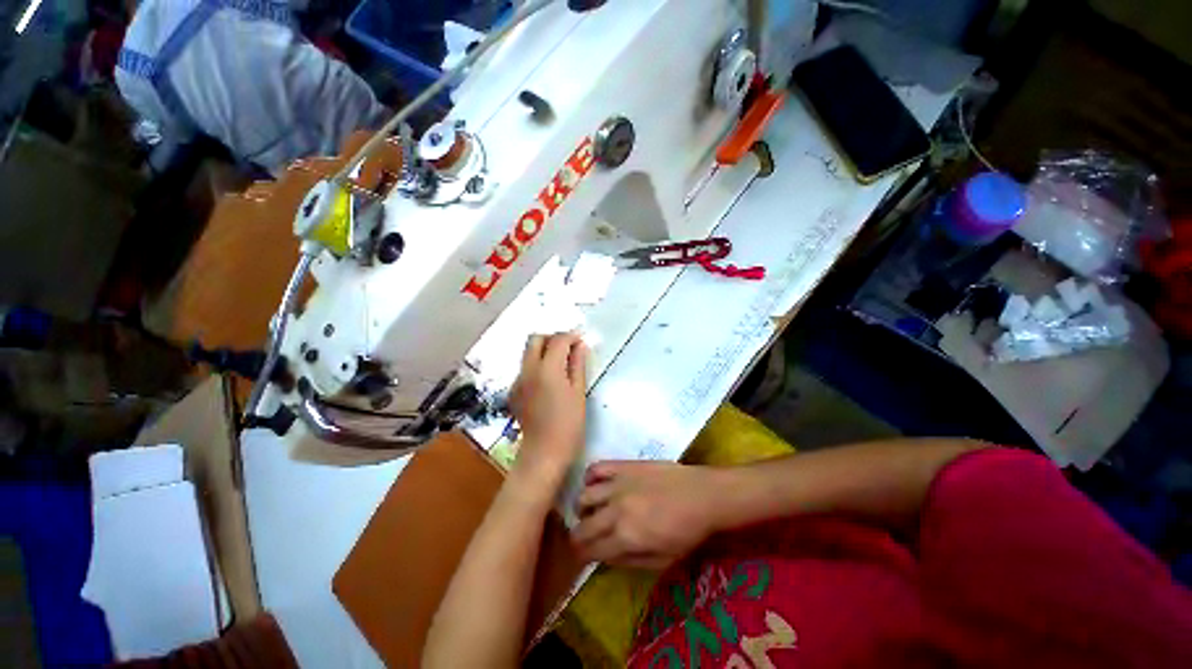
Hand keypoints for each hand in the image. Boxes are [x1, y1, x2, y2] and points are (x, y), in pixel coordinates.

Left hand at [508, 333, 588, 494]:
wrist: (543, 453)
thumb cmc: (568, 424)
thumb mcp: (578, 392)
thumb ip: (578, 365)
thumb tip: (580, 345)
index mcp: (547, 369)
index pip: (558, 340)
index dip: (571, 336)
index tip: (581, 340)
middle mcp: (528, 370)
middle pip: (535, 339)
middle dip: (552, 338)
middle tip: (568, 348)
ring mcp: (517, 380)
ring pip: (528, 353)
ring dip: (544, 350)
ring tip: (561, 363)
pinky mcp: (514, 391)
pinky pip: (525, 368)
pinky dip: (537, 365)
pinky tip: (548, 381)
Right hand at [571, 461, 724, 569]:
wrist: (703, 494)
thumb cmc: (687, 532)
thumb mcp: (662, 561)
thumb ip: (629, 561)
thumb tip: (604, 556)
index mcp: (626, 537)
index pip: (589, 550)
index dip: (581, 556)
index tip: (581, 556)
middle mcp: (616, 509)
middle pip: (582, 526)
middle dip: (577, 536)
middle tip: (583, 537)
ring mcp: (618, 484)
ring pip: (584, 496)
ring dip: (582, 508)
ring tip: (591, 511)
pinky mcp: (624, 465)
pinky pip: (596, 468)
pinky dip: (590, 478)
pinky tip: (596, 485)